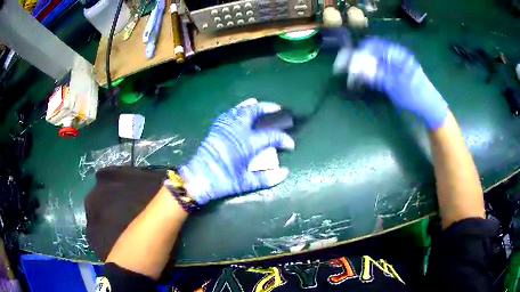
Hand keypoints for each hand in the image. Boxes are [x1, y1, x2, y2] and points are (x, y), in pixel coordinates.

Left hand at [178, 99, 294, 204]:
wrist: (198, 178)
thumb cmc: (222, 181)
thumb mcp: (245, 183)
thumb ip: (266, 178)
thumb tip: (285, 172)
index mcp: (247, 144)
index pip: (271, 136)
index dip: (284, 139)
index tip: (290, 144)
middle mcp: (238, 130)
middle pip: (255, 111)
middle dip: (269, 108)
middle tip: (279, 109)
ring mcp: (226, 126)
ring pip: (242, 109)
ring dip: (254, 106)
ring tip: (261, 105)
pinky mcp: (216, 127)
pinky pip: (229, 113)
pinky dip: (238, 109)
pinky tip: (241, 110)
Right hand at [335, 37, 448, 129]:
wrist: (429, 106)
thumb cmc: (415, 94)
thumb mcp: (395, 85)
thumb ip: (376, 75)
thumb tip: (356, 68)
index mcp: (396, 53)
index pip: (372, 45)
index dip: (359, 51)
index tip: (348, 62)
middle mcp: (394, 55)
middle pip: (371, 52)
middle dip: (358, 60)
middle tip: (348, 71)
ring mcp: (394, 64)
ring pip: (374, 61)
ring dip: (363, 67)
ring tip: (354, 77)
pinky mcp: (394, 73)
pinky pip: (378, 69)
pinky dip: (370, 73)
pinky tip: (365, 80)